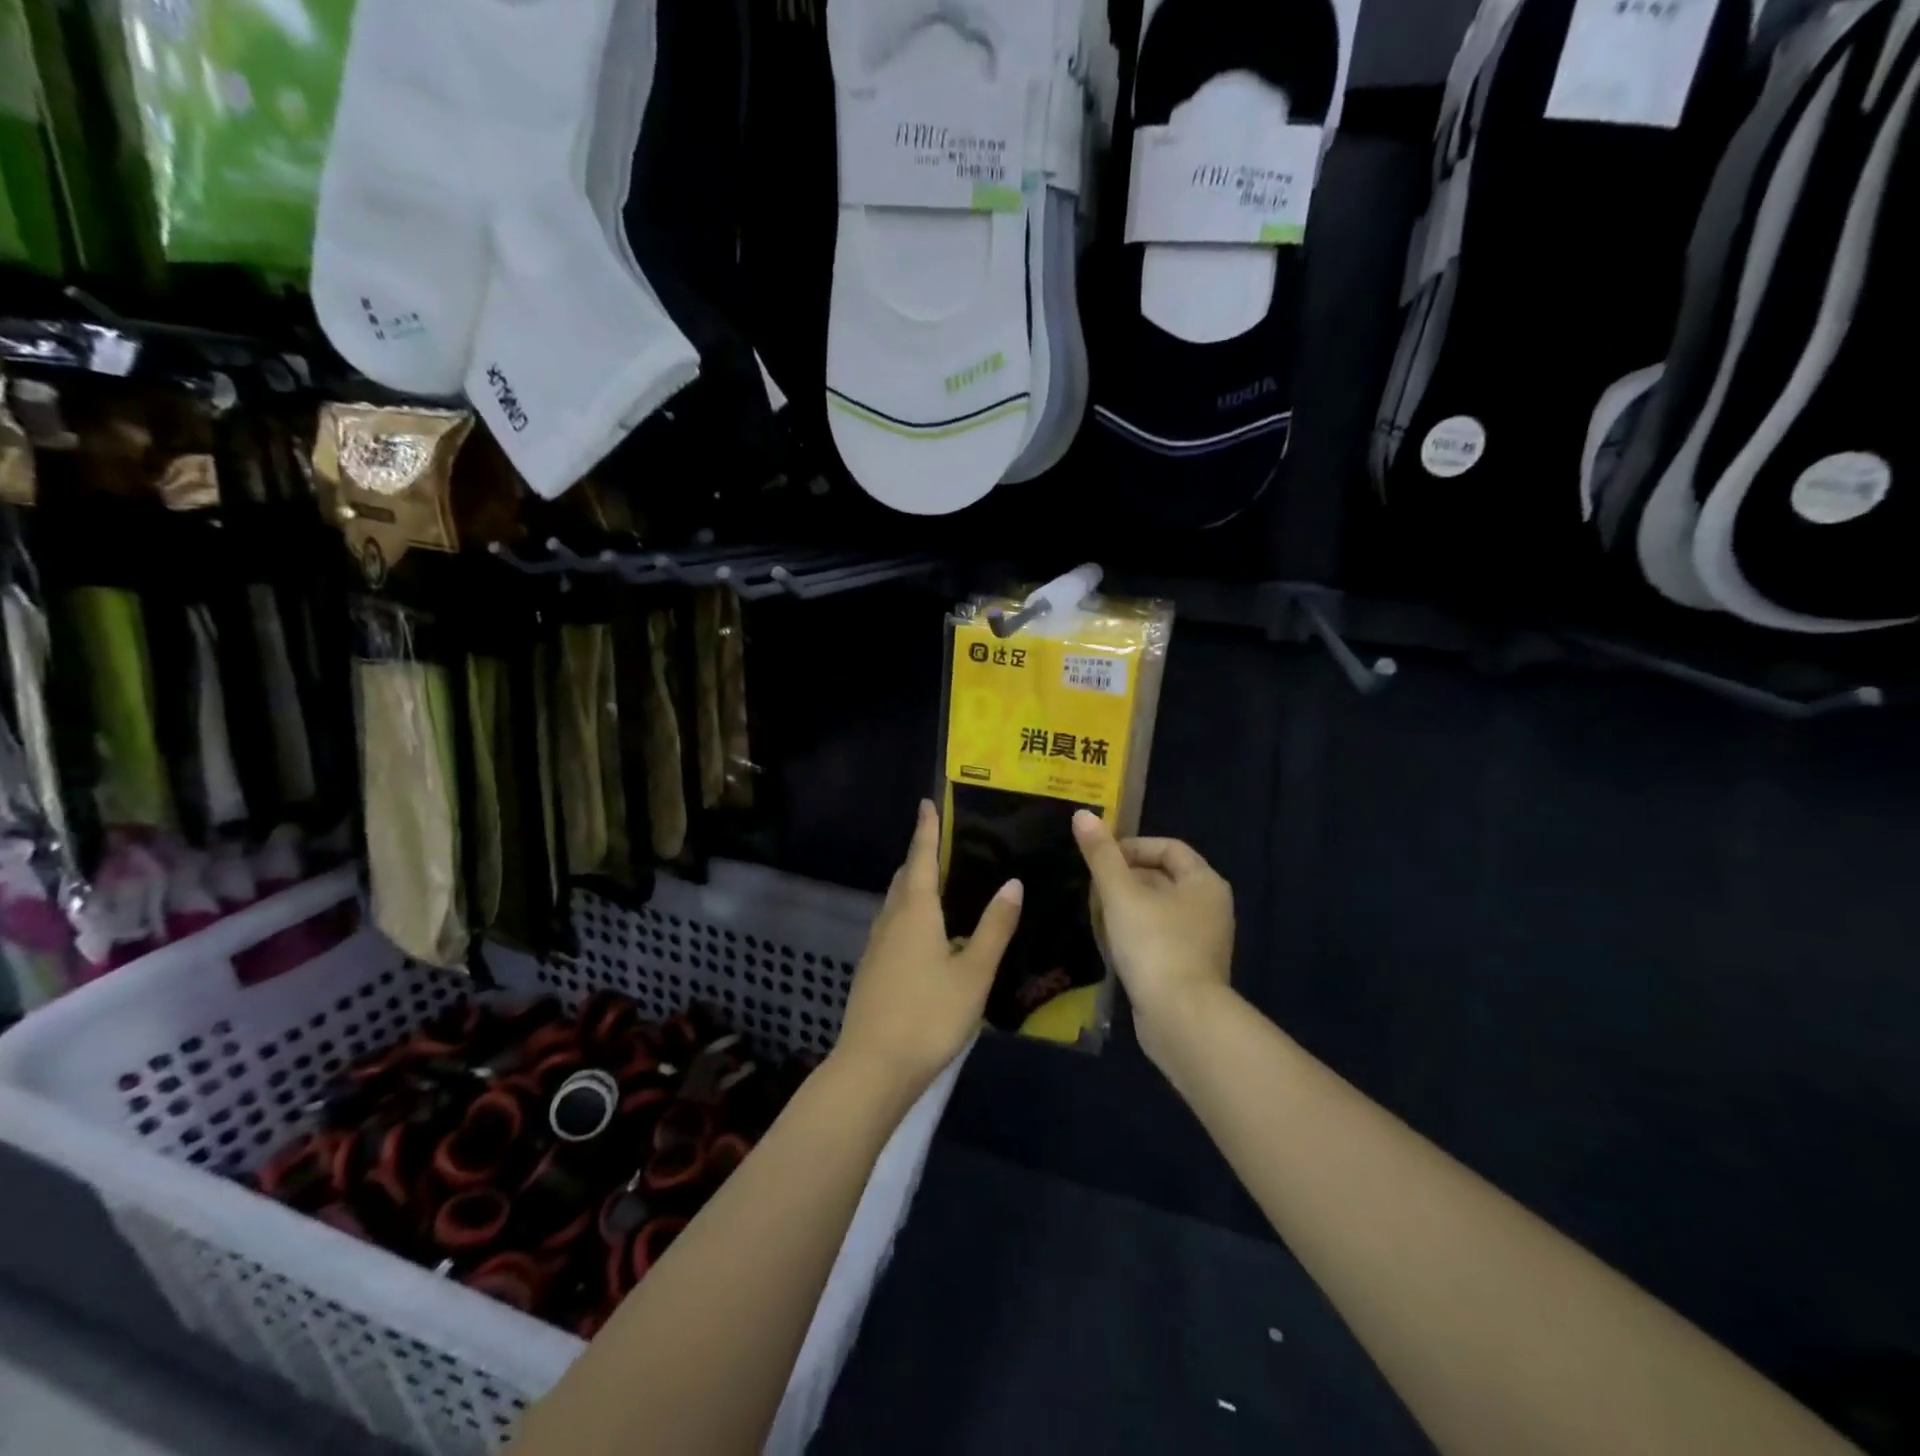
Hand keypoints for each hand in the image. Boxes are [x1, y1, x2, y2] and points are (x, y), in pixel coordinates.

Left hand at [834, 800, 1021, 1096]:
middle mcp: (891, 920)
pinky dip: (909, 914)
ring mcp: (876, 946)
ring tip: (940, 885)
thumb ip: (994, 927)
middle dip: (921, 857)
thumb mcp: (974, 973)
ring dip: (914, 886)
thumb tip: (1012, 882)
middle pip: (905, 878)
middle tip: (944, 845)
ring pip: (896, 903)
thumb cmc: (929, 1015)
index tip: (926, 803)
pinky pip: (892, 925)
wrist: (873, 1067)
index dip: (926, 829)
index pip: (922, 858)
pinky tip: (927, 934)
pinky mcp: (872, 970)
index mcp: (916, 911)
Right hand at [1072, 810, 1234, 1062]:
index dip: (1131, 847)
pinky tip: (1109, 945)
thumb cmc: (1154, 945)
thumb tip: (1082, 814)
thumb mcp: (1121, 894)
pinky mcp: (1187, 969)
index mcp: (1204, 882)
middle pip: (1161, 878)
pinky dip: (1133, 935)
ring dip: (1124, 909)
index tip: (1099, 859)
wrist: (1181, 1019)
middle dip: (1123, 879)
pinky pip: (1157, 938)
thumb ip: (1101, 855)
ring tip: (1094, 915)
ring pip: (1156, 910)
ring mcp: (1201, 941)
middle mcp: (1209, 907)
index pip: (1168, 848)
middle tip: (1091, 888)